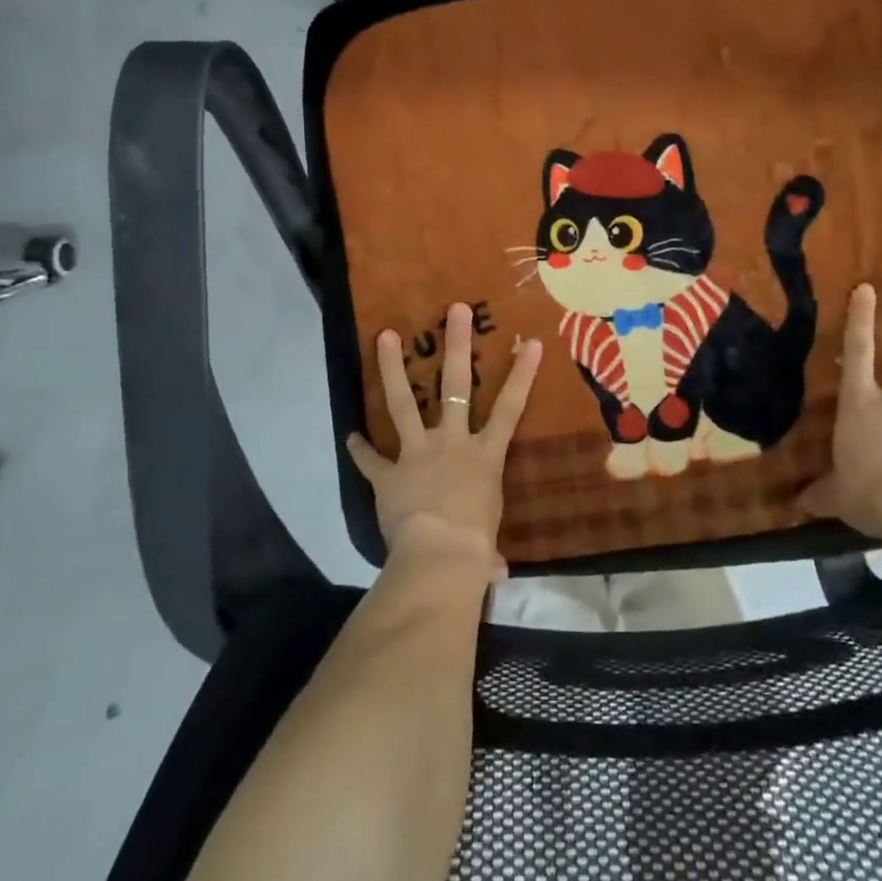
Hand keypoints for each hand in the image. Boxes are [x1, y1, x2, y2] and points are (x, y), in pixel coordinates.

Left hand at [347, 301, 544, 581]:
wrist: (439, 558)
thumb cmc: (475, 549)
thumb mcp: (488, 544)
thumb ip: (489, 549)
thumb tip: (495, 570)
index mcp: (484, 455)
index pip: (510, 408)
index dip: (522, 374)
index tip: (531, 342)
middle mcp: (452, 443)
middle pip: (455, 386)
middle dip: (456, 346)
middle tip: (454, 310)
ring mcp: (417, 453)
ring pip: (404, 403)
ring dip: (392, 369)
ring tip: (383, 335)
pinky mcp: (388, 474)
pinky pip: (370, 459)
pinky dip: (360, 449)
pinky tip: (349, 435)